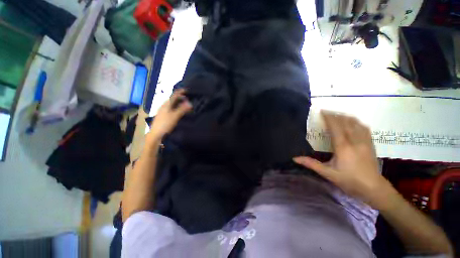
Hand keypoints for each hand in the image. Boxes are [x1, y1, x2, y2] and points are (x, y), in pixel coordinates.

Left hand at [147, 89, 192, 141]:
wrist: (156, 134)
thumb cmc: (165, 124)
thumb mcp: (175, 116)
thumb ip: (182, 109)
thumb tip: (190, 103)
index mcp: (166, 104)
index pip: (174, 96)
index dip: (180, 92)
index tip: (186, 90)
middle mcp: (164, 106)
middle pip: (172, 99)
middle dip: (180, 97)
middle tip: (187, 98)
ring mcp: (163, 111)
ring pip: (172, 104)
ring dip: (178, 103)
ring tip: (184, 104)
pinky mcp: (163, 116)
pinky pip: (171, 109)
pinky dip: (176, 107)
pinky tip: (179, 111)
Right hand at [294, 111, 392, 208]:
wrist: (374, 189)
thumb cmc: (350, 181)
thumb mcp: (328, 173)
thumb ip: (312, 164)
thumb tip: (295, 158)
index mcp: (343, 147)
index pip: (335, 127)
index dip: (328, 117)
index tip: (321, 111)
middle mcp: (355, 141)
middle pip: (345, 122)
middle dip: (335, 115)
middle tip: (326, 112)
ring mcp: (365, 141)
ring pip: (355, 123)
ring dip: (345, 116)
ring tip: (337, 115)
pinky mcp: (371, 144)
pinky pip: (364, 128)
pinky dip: (356, 122)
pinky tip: (352, 122)